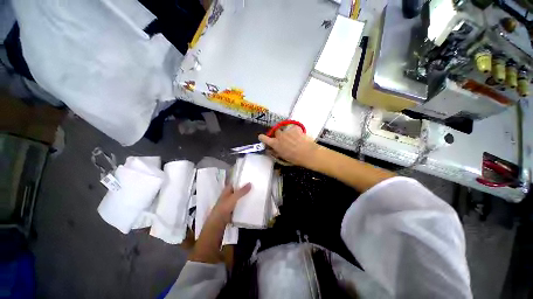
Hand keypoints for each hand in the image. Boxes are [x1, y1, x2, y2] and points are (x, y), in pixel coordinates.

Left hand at [211, 183, 251, 223]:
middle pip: (238, 190)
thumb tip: (250, 183)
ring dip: (245, 196)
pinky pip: (240, 204)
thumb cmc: (224, 207)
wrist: (218, 222)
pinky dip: (244, 204)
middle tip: (255, 186)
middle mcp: (229, 195)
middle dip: (245, 189)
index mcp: (227, 190)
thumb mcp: (234, 198)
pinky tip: (251, 203)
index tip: (250, 179)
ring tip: (255, 193)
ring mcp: (231, 202)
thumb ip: (242, 191)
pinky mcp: (233, 209)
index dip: (241, 181)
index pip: (235, 183)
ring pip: (240, 197)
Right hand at [259, 126, 320, 167]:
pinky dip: (295, 131)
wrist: (307, 153)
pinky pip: (293, 128)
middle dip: (278, 134)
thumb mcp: (283, 157)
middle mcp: (279, 136)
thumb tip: (270, 149)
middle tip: (284, 139)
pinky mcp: (294, 128)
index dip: (262, 137)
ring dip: (287, 133)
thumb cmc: (295, 158)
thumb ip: (275, 152)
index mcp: (275, 144)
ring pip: (285, 129)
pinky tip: (299, 136)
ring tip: (294, 138)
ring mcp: (287, 131)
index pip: (264, 138)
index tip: (262, 137)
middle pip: (275, 131)